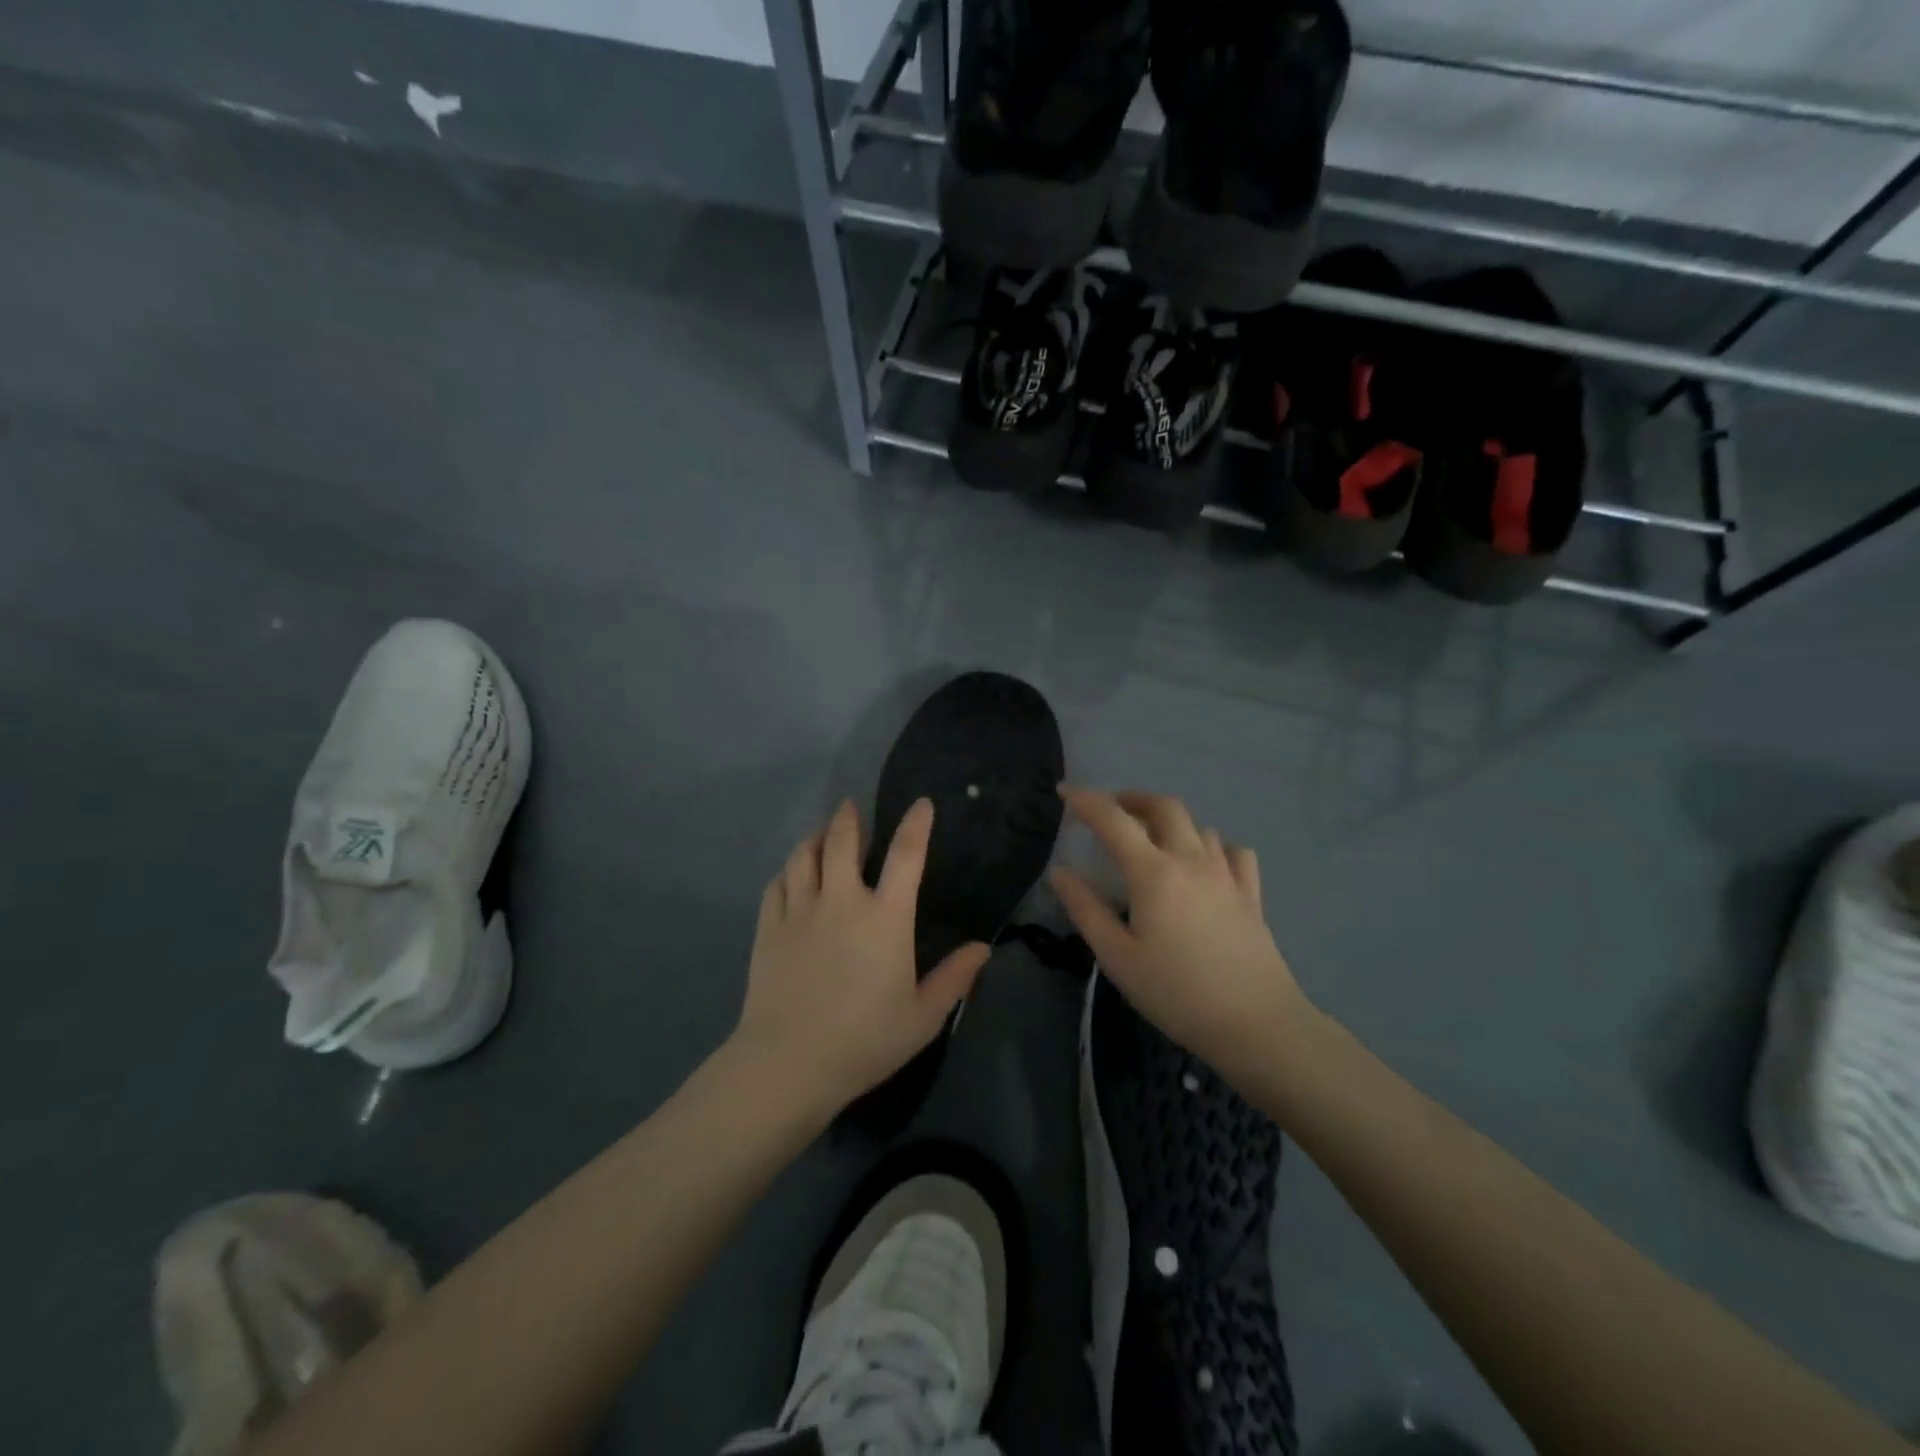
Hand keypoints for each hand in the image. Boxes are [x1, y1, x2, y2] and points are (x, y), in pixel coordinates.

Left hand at [733, 799, 990, 1119]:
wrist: (788, 1064)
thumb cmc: (865, 1041)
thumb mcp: (923, 1017)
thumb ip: (955, 978)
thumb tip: (983, 947)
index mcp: (885, 917)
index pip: (905, 855)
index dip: (916, 824)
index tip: (921, 804)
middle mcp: (841, 901)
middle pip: (842, 841)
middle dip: (849, 818)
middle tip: (852, 807)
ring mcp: (800, 911)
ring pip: (804, 855)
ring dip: (816, 837)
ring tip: (823, 834)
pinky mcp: (769, 928)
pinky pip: (777, 884)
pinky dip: (788, 870)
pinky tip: (792, 874)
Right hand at [1049, 787, 1314, 1080]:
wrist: (1256, 1024)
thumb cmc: (1176, 992)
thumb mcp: (1117, 957)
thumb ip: (1086, 909)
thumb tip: (1059, 872)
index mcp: (1153, 872)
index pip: (1113, 819)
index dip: (1085, 800)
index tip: (1064, 791)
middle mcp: (1191, 860)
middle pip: (1163, 807)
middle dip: (1132, 799)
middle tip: (1111, 810)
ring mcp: (1226, 873)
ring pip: (1197, 826)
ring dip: (1169, 822)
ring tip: (1152, 840)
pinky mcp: (1250, 893)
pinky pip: (1231, 851)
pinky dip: (1211, 845)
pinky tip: (1204, 863)